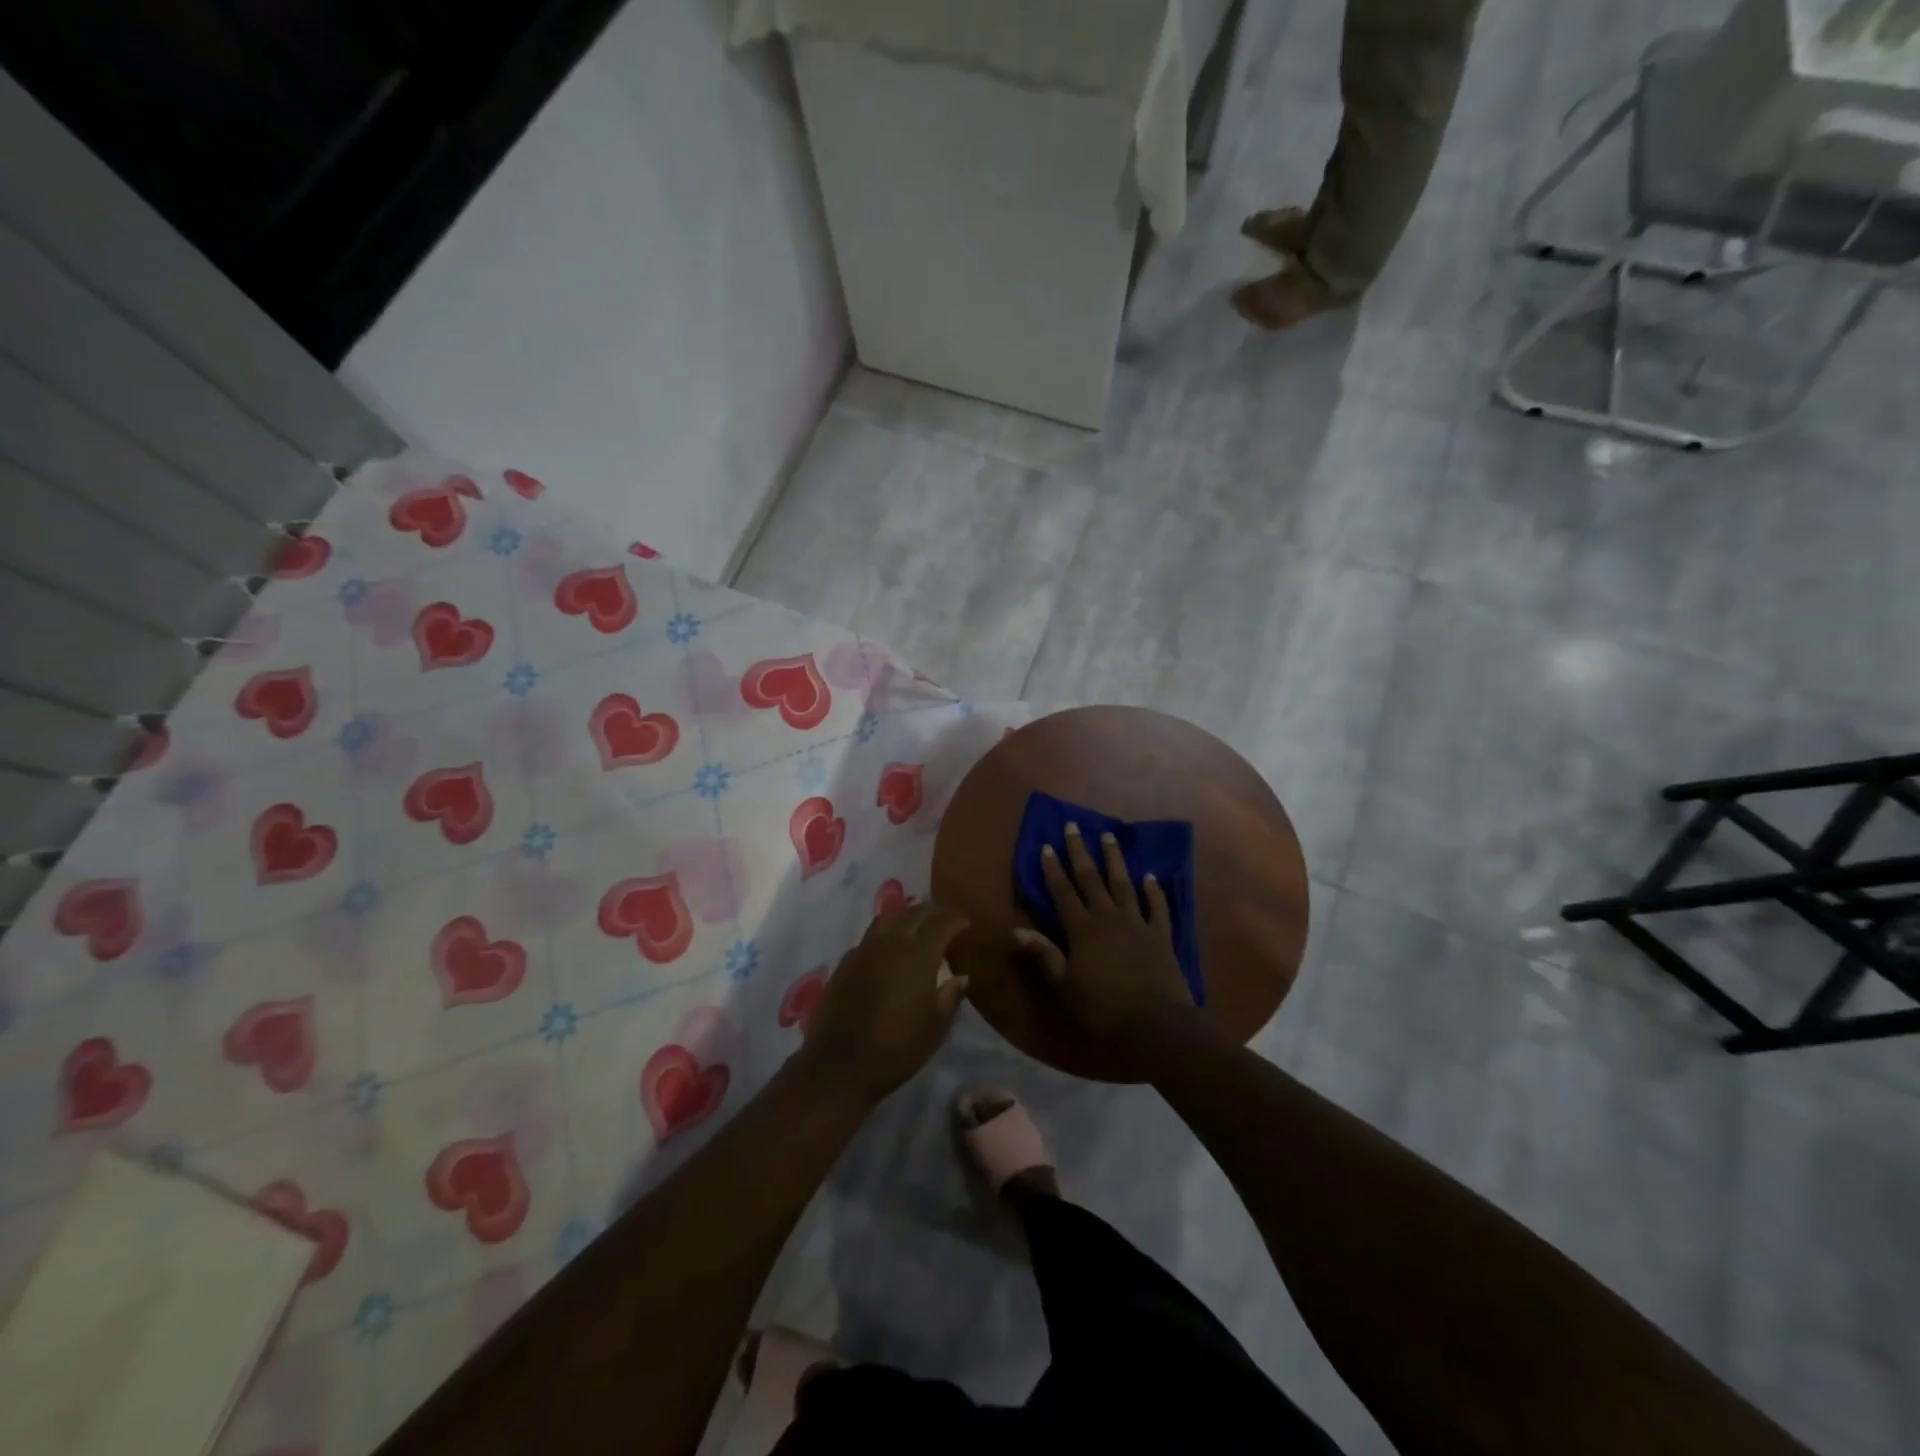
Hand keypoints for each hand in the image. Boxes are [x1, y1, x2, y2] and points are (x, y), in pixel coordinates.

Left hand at [799, 902, 969, 1103]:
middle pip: (914, 914)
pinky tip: (889, 947)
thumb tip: (961, 976)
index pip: (941, 924)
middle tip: (945, 919)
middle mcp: (891, 943)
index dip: (955, 920)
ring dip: (907, 916)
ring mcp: (864, 950)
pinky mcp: (845, 963)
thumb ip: (950, 996)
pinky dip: (886, 932)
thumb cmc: (896, 1049)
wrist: (839, 1065)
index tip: (965, 923)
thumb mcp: (935, 1027)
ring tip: (918, 924)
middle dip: (933, 912)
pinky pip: (870, 936)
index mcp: (918, 955)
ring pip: (889, 919)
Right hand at [1017, 822, 1193, 1046]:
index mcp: (1082, 930)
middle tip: (1074, 826)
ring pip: (1124, 884)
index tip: (1047, 845)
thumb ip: (1045, 955)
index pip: (1063, 892)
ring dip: (1115, 860)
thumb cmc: (1103, 1007)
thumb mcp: (1065, 985)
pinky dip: (1154, 890)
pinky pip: (1158, 906)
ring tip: (1109, 836)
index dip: (1054, 869)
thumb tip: (1018, 930)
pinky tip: (1151, 877)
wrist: (1155, 1022)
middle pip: (1091, 879)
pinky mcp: (1161, 934)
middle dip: (1080, 852)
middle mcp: (1108, 917)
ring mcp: (1137, 923)